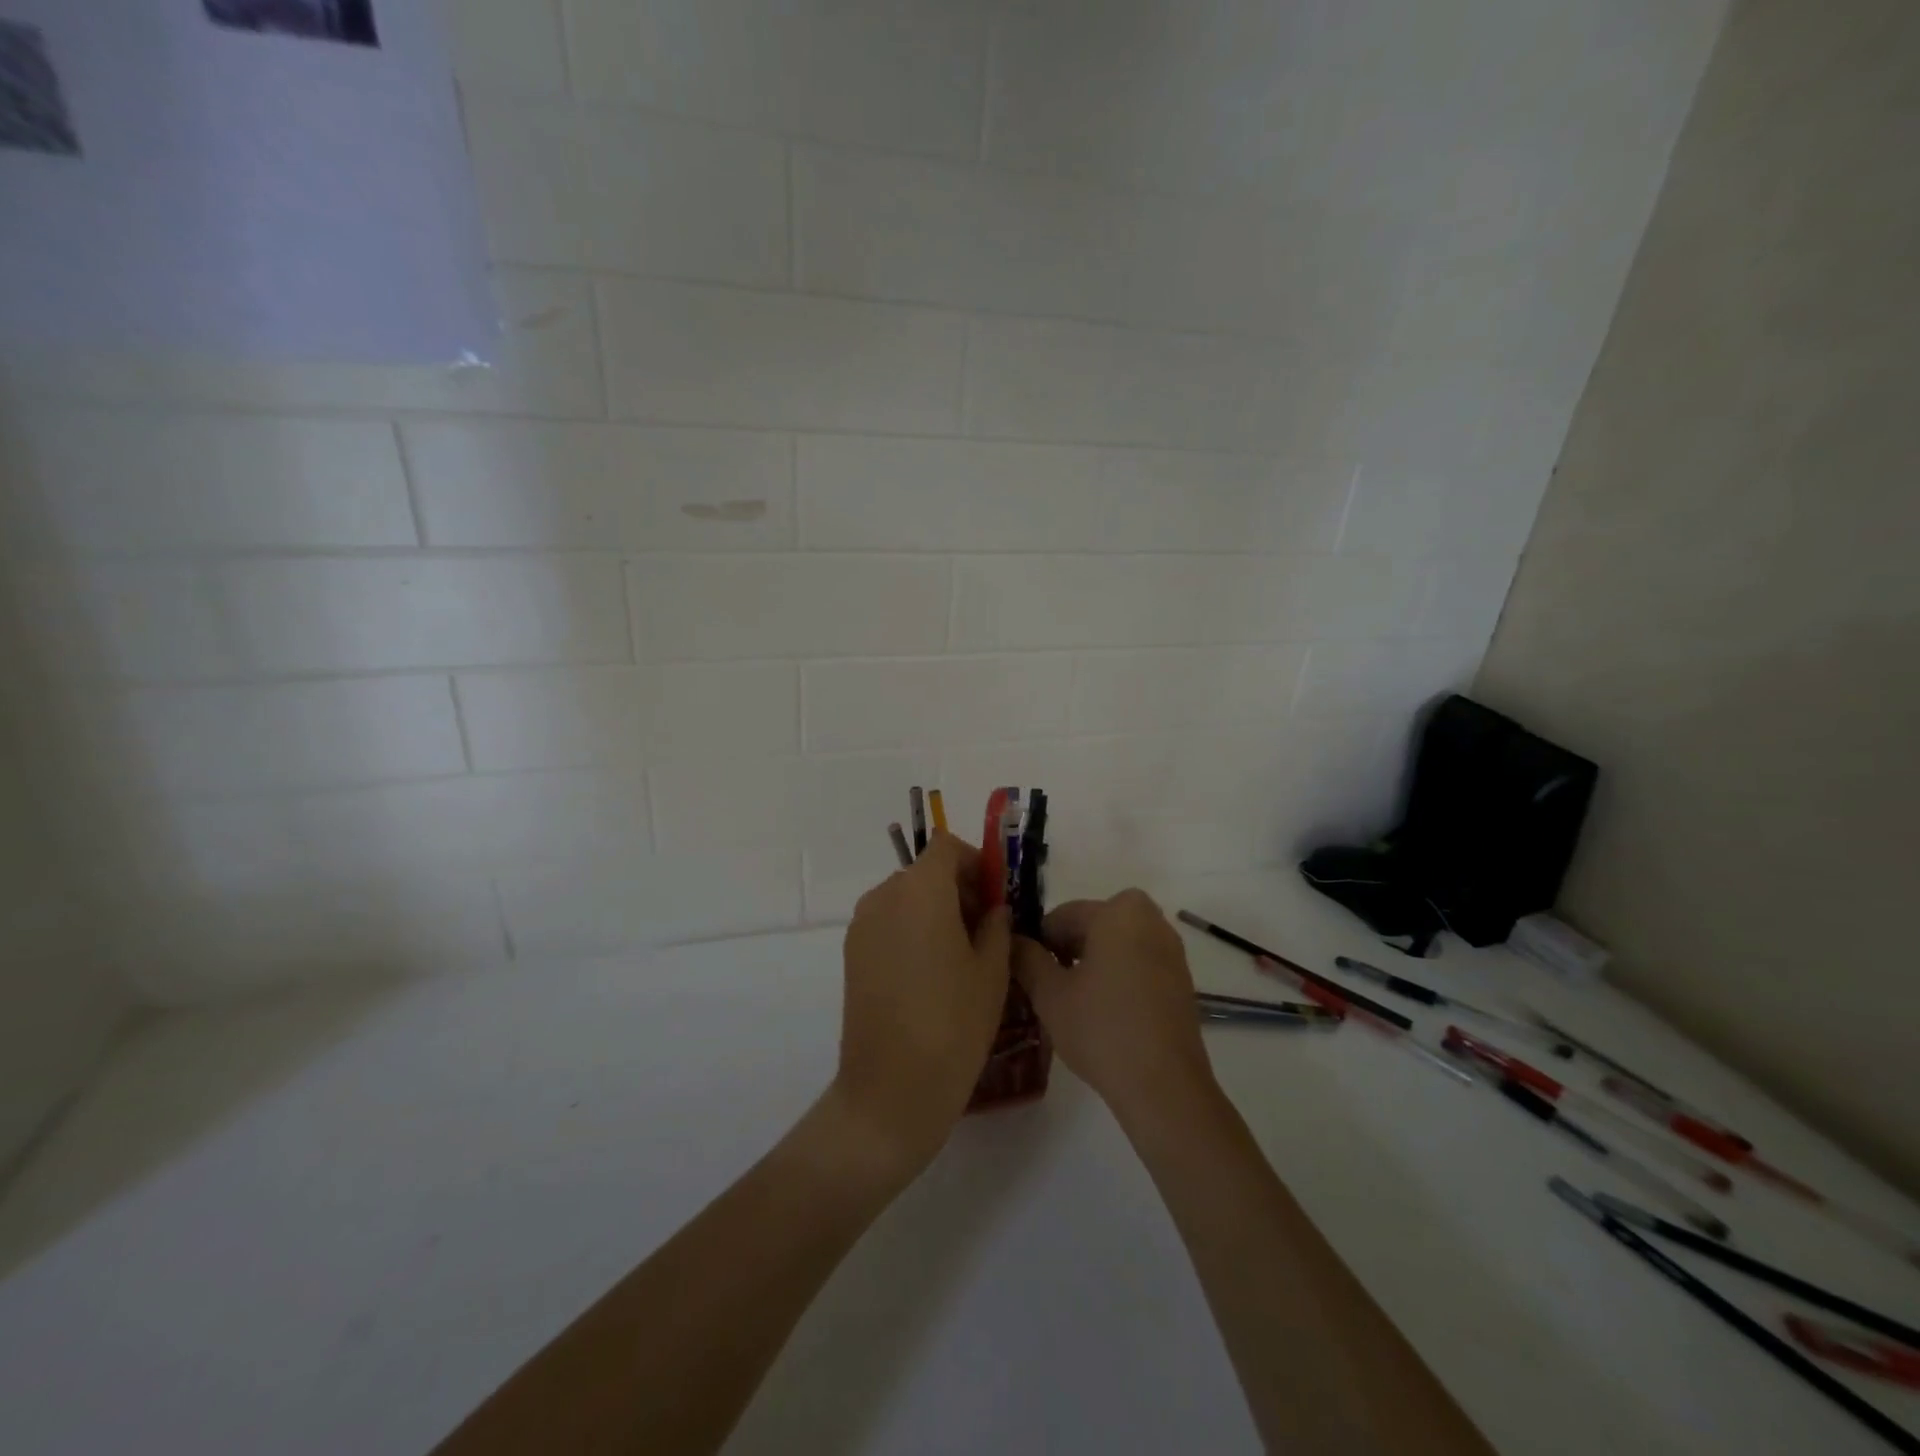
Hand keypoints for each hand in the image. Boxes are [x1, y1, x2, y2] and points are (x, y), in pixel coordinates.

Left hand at [834, 831, 1011, 1175]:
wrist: (890, 1090)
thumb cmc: (953, 1023)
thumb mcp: (992, 970)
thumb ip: (996, 924)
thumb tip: (991, 908)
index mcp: (919, 890)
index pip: (946, 848)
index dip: (975, 862)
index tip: (997, 895)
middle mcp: (883, 897)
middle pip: (925, 872)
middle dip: (959, 889)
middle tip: (987, 930)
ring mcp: (862, 926)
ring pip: (906, 899)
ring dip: (935, 911)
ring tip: (962, 957)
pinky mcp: (852, 955)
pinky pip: (888, 924)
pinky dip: (913, 931)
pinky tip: (932, 975)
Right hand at [1013, 889, 1215, 1126]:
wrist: (1165, 1086)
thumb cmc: (1102, 1029)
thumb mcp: (1050, 994)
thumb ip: (1026, 958)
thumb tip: (1012, 940)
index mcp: (1119, 912)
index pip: (1063, 915)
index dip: (1038, 942)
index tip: (1025, 971)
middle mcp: (1151, 921)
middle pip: (1093, 925)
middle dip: (1067, 949)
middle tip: (1046, 986)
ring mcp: (1171, 951)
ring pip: (1117, 944)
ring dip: (1093, 962)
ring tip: (1072, 1001)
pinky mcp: (1181, 980)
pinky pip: (1138, 964)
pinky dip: (1118, 976)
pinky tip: (1103, 1012)